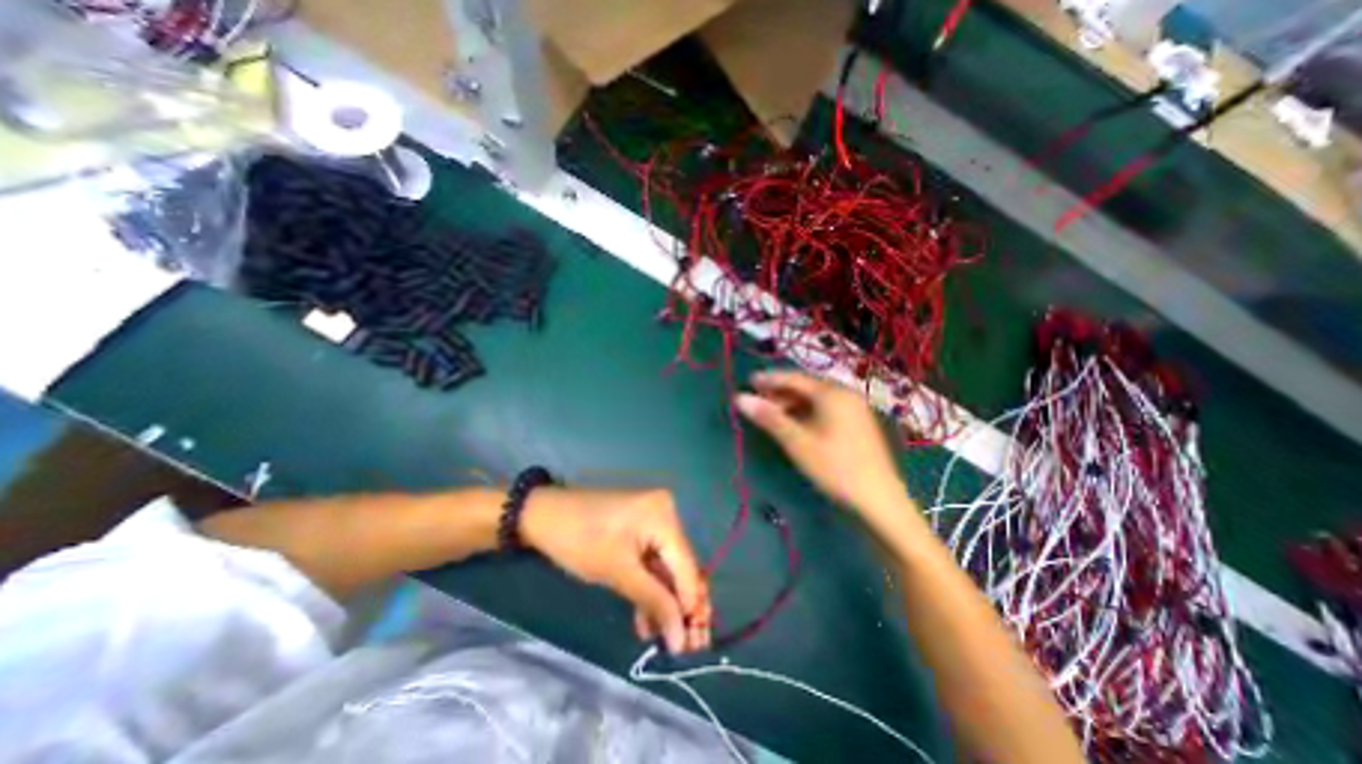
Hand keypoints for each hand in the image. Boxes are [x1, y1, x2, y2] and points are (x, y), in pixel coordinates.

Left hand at [524, 486, 712, 653]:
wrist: (545, 514)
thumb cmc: (579, 541)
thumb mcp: (618, 573)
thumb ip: (654, 602)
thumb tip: (680, 640)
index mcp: (664, 516)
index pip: (688, 568)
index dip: (692, 609)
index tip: (694, 649)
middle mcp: (667, 513)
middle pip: (681, 567)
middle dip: (680, 607)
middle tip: (683, 650)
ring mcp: (655, 518)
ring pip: (667, 567)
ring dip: (663, 601)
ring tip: (661, 641)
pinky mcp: (642, 527)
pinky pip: (653, 559)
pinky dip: (649, 586)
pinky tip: (645, 619)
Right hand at [736, 371, 902, 514]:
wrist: (879, 501)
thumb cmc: (835, 468)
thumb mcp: (797, 442)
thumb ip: (769, 418)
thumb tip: (740, 398)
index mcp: (832, 393)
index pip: (795, 378)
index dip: (770, 379)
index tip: (748, 380)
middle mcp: (845, 395)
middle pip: (806, 386)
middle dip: (780, 392)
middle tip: (757, 401)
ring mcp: (854, 409)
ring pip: (816, 399)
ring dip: (792, 404)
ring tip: (771, 414)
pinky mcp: (857, 424)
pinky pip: (826, 409)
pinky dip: (806, 413)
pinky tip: (795, 425)